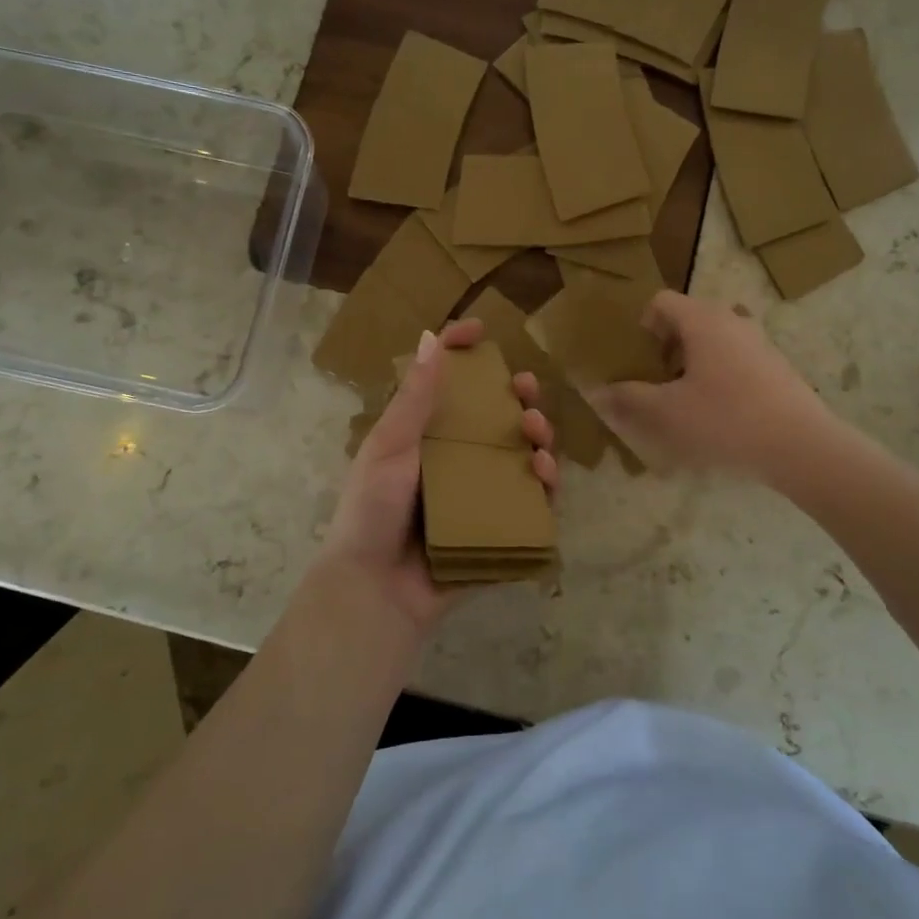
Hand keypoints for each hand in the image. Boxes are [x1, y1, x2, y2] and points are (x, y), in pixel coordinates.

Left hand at [318, 318, 557, 636]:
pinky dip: (545, 485)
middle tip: (527, 390)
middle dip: (518, 397)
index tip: (480, 329)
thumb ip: (414, 399)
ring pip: (522, 455)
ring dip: (538, 436)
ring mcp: (481, 495)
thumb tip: (430, 339)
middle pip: (497, 418)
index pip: (448, 386)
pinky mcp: (500, 528)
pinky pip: (532, 501)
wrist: (376, 588)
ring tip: (537, 433)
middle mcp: (457, 460)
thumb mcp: (389, 447)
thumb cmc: (373, 510)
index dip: (463, 353)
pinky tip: (545, 473)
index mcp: (427, 437)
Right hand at [588, 291, 830, 485]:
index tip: (636, 358)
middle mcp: (732, 320)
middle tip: (654, 381)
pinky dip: (718, 375)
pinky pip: (735, 358)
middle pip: (687, 319)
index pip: (661, 301)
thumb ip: (628, 399)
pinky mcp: (776, 366)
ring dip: (691, 362)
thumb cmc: (725, 420)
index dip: (641, 325)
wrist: (801, 446)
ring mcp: (759, 342)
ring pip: (713, 340)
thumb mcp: (666, 413)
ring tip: (684, 399)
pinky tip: (718, 414)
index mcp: (702, 320)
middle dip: (665, 346)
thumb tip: (597, 392)